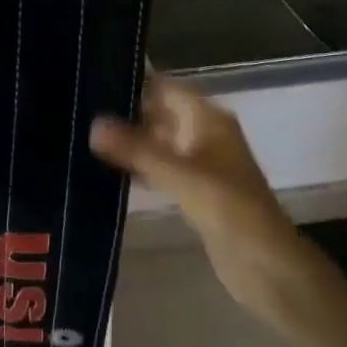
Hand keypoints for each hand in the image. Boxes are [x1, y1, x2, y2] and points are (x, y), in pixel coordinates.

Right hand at [90, 75, 300, 323]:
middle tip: (81, 110)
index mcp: (208, 118)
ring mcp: (201, 163)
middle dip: (126, 113)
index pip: (165, 87)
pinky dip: (140, 166)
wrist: (266, 265)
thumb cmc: (228, 209)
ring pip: (159, 141)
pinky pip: (161, 168)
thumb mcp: (180, 175)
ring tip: (86, 136)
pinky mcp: (195, 191)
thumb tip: (93, 123)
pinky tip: (110, 170)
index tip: (93, 81)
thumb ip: (136, 149)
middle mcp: (205, 133)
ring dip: (131, 141)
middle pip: (161, 112)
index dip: (134, 82)